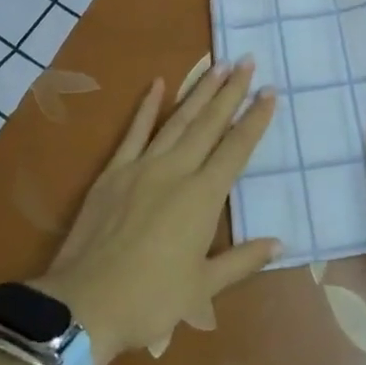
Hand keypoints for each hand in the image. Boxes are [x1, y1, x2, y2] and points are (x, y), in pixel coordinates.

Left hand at [32, 61, 279, 364]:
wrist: (85, 304)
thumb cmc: (150, 299)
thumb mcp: (203, 287)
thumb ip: (242, 260)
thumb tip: (281, 243)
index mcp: (203, 197)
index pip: (236, 149)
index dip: (255, 120)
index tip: (270, 92)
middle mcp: (177, 171)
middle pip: (209, 124)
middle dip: (231, 91)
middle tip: (247, 61)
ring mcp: (142, 166)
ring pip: (178, 120)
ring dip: (199, 91)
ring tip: (218, 64)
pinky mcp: (113, 171)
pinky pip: (134, 132)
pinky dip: (147, 107)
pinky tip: (158, 83)